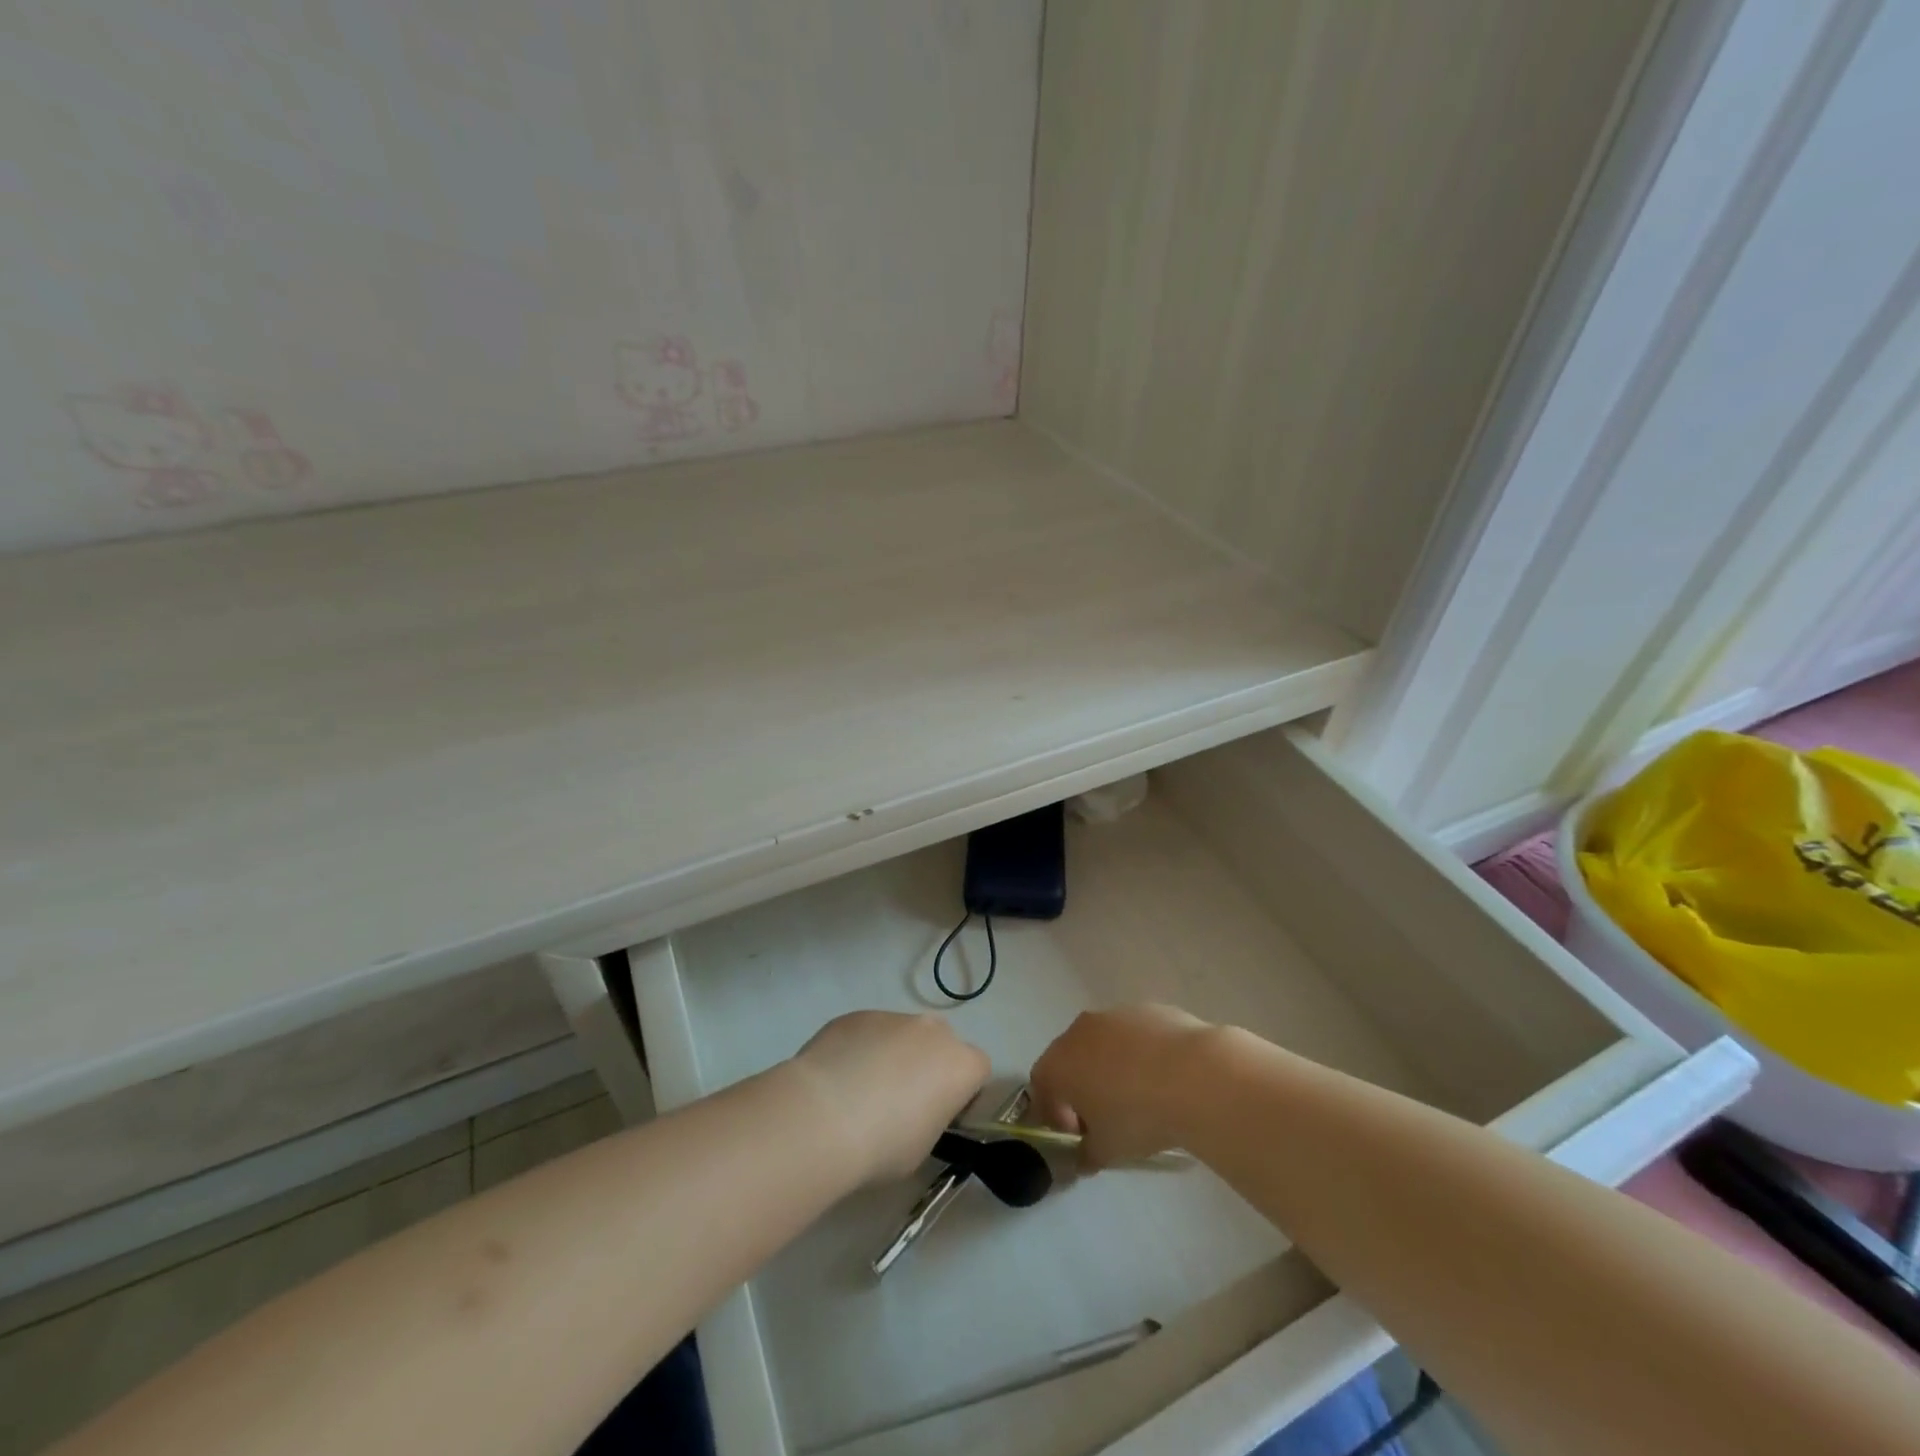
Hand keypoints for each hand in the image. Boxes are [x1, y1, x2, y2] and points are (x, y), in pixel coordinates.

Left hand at [791, 1011, 989, 1184]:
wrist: (823, 1116)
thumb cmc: (883, 1145)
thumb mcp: (923, 1147)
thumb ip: (931, 1118)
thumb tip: (915, 1111)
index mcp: (960, 1063)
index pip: (977, 1070)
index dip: (962, 1092)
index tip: (940, 1114)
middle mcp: (932, 1030)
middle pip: (941, 1043)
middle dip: (928, 1065)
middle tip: (901, 1102)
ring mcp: (893, 1016)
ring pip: (902, 1035)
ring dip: (892, 1055)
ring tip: (859, 1092)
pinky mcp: (856, 1015)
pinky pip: (868, 1032)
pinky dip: (860, 1050)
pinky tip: (837, 1079)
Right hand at [1029, 1004, 1215, 1168]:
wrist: (1194, 1075)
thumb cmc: (1138, 1116)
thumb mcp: (1107, 1150)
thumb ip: (1087, 1154)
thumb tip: (1084, 1156)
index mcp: (1060, 1062)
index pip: (1041, 1085)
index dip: (1054, 1112)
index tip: (1078, 1135)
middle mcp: (1080, 1030)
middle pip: (1070, 1059)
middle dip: (1081, 1087)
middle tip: (1105, 1118)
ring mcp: (1114, 1014)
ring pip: (1103, 1043)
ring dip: (1110, 1067)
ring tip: (1139, 1096)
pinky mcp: (1148, 1008)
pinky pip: (1134, 1035)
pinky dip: (1139, 1054)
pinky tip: (1164, 1078)